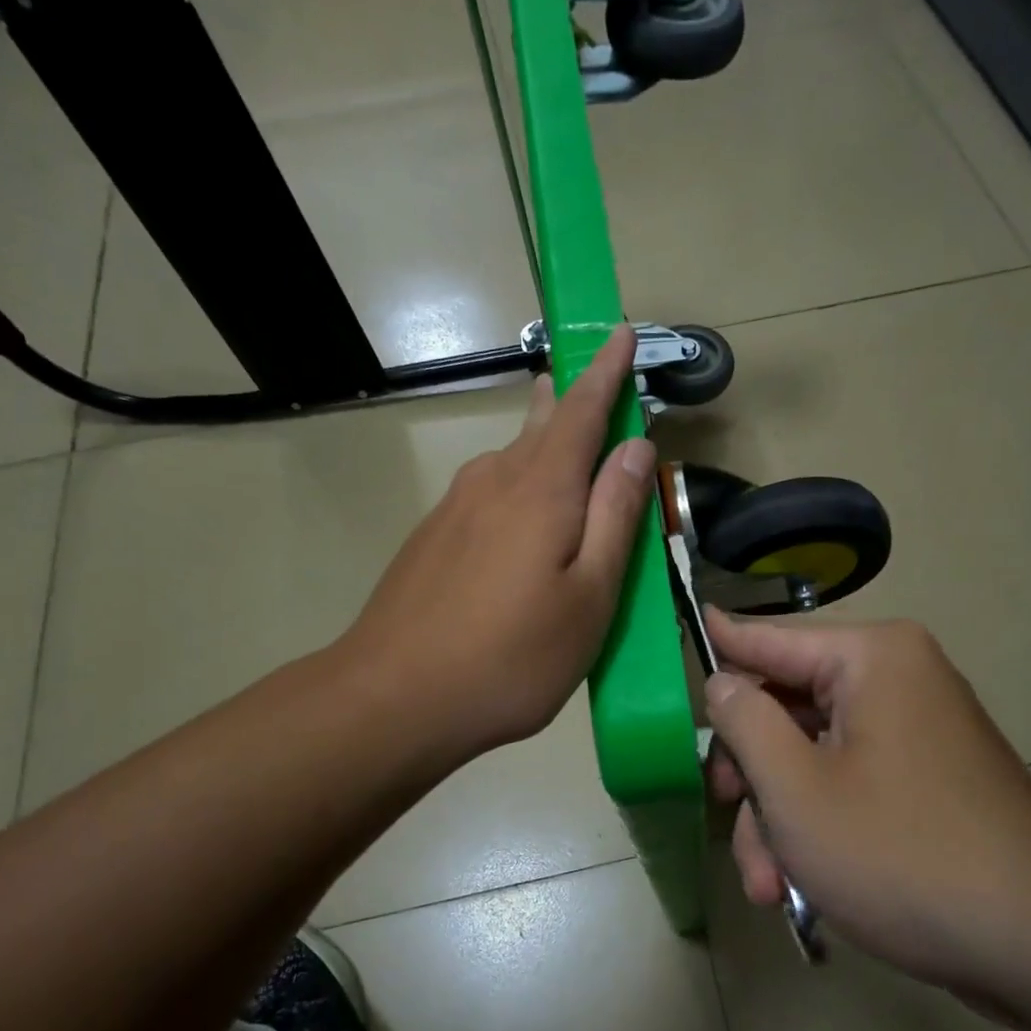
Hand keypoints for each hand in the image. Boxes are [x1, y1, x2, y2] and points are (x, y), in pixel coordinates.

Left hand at [345, 327, 656, 760]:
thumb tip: (636, 446)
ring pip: (510, 458)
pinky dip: (516, 483)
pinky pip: (487, 491)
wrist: (395, 697)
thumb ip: (615, 516)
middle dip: (572, 399)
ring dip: (542, 440)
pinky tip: (520, 511)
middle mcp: (494, 482)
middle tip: (593, 381)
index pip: (581, 411)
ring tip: (562, 433)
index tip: (621, 332)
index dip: (606, 371)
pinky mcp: (432, 538)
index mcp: (542, 490)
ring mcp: (455, 508)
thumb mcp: (589, 596)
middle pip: (541, 425)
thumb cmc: (512, 656)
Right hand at [703, 612, 1030, 995]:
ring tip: (769, 887)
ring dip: (779, 820)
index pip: (769, 638)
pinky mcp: (925, 783)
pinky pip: (848, 787)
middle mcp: (895, 682)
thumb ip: (744, 723)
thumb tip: (722, 681)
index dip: (719, 643)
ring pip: (812, 759)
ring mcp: (914, 735)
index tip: (680, 629)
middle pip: (787, 709)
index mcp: (870, 659)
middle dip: (751, 777)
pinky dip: (818, 830)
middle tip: (724, 816)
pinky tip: (800, 889)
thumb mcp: (796, 789)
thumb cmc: (902, 852)